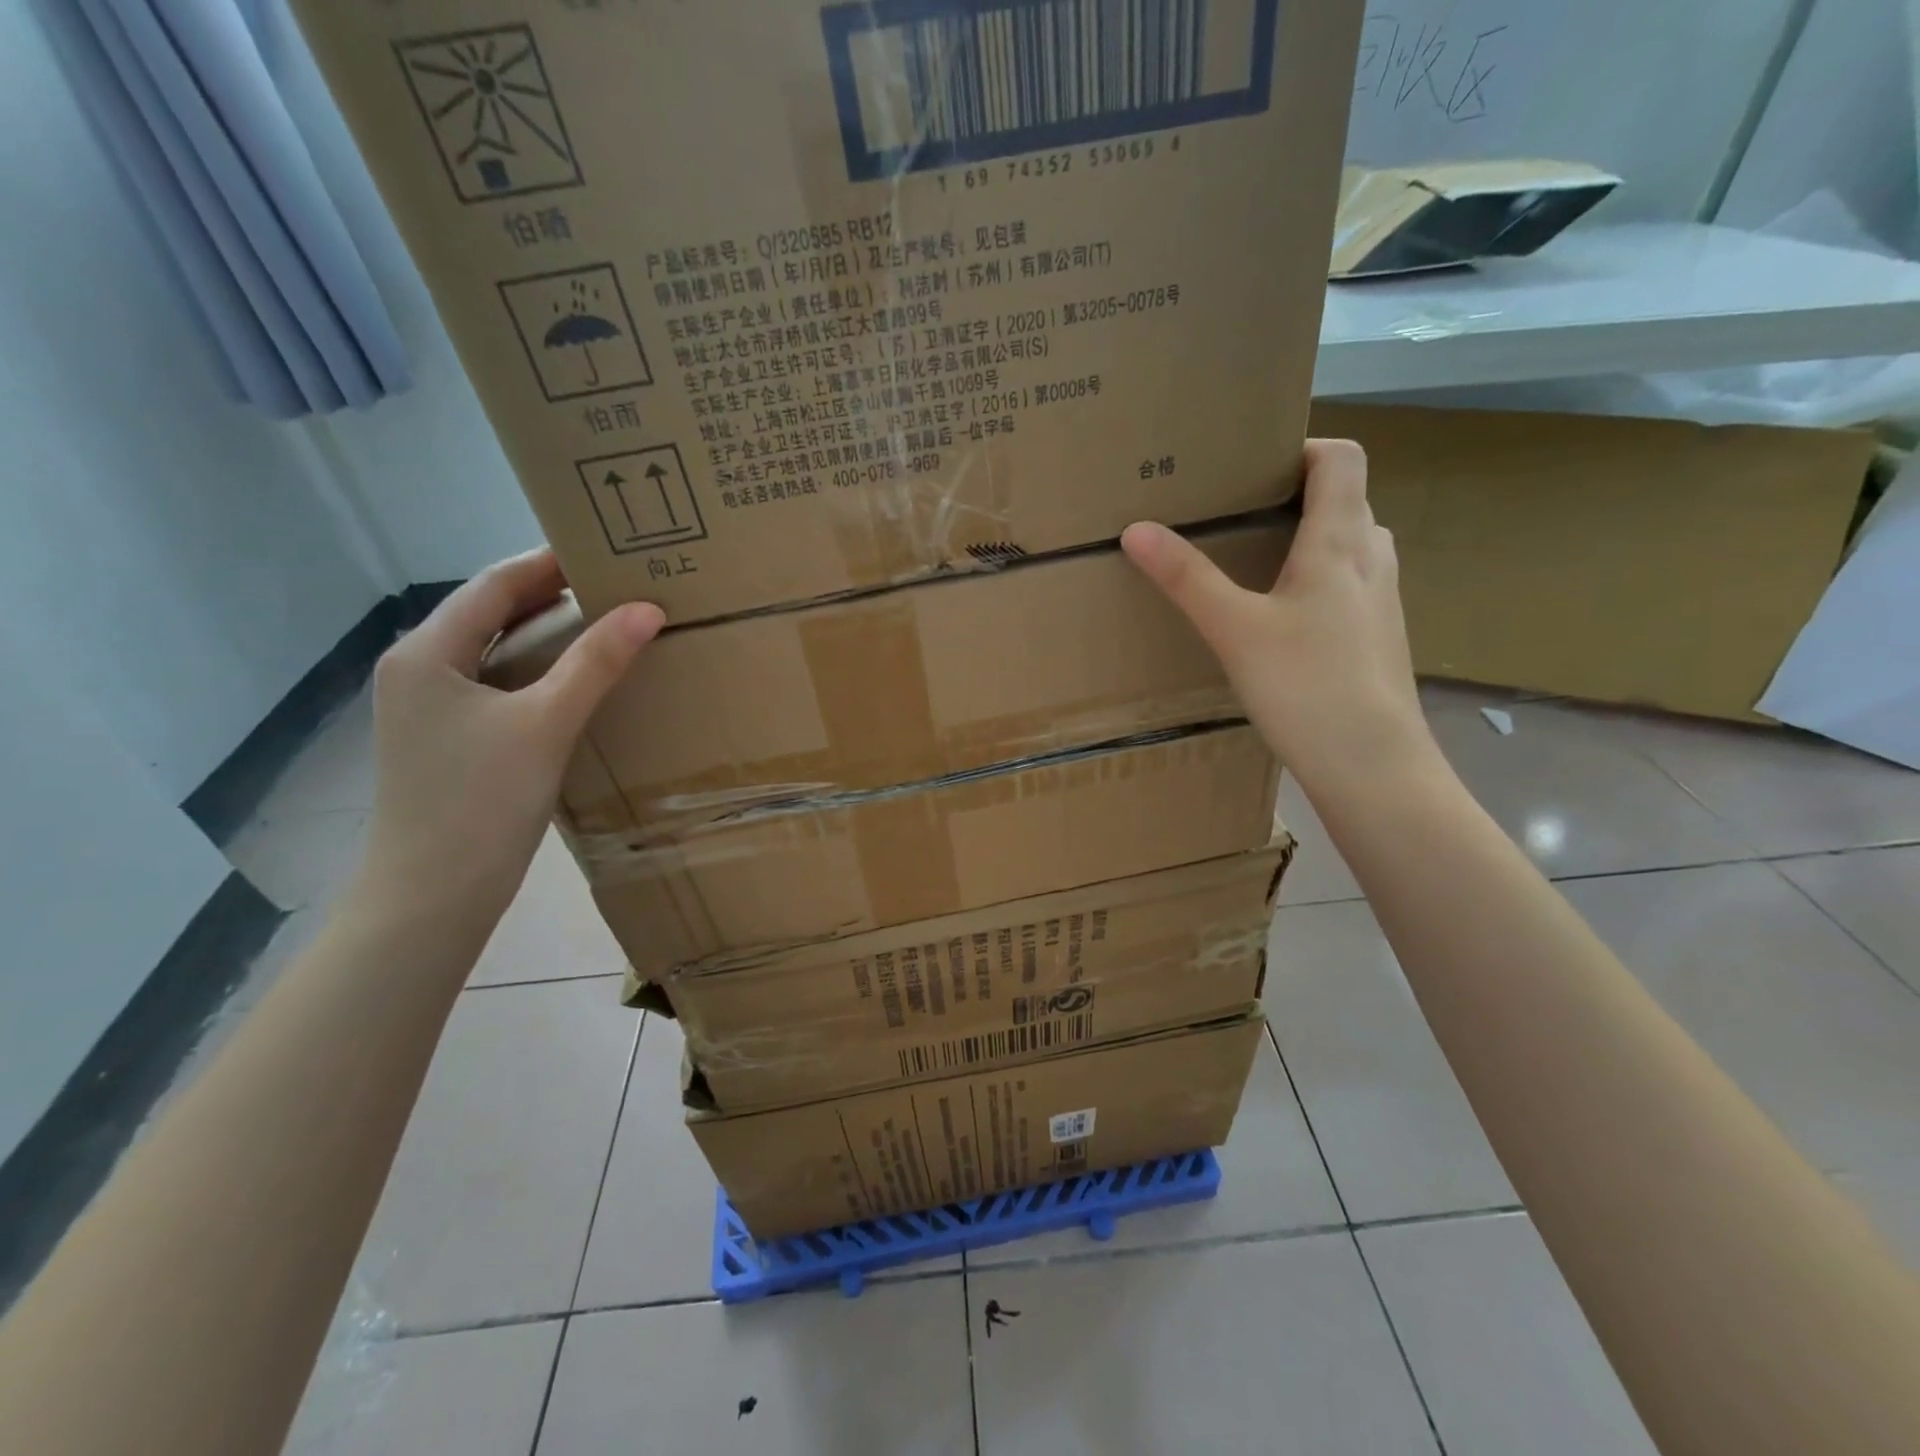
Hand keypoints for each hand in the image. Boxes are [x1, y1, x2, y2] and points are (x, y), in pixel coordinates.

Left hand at [359, 549, 663, 923]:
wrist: (432, 894)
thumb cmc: (481, 801)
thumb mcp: (546, 723)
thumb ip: (596, 662)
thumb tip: (648, 609)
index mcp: (427, 652)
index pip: (494, 584)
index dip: (549, 562)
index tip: (605, 548)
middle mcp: (419, 669)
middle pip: (491, 613)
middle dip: (551, 594)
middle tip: (615, 584)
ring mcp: (431, 707)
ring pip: (496, 650)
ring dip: (547, 633)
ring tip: (606, 622)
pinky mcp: (449, 739)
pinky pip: (499, 685)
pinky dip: (539, 671)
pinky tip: (577, 680)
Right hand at [1122, 439, 1435, 798]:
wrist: (1373, 765)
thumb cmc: (1306, 686)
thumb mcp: (1234, 629)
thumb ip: (1186, 578)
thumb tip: (1136, 529)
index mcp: (1341, 541)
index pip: (1341, 457)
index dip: (1302, 447)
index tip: (1253, 466)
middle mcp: (1372, 558)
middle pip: (1345, 499)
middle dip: (1296, 495)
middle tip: (1241, 513)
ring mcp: (1383, 601)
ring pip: (1350, 545)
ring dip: (1310, 539)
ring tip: (1258, 562)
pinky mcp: (1380, 638)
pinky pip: (1352, 585)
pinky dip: (1320, 580)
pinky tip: (1285, 621)